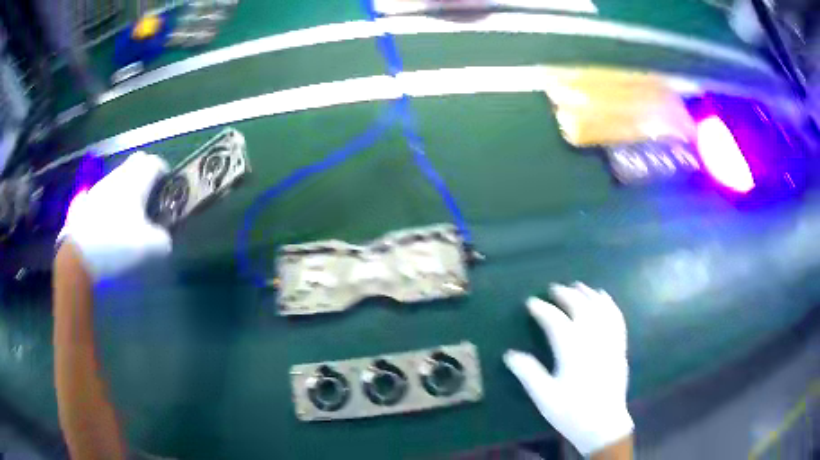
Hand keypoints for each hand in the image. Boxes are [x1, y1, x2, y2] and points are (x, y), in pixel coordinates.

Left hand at [58, 152, 170, 280]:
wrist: (79, 254)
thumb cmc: (117, 243)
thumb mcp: (149, 247)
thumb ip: (163, 239)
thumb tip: (164, 239)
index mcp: (135, 180)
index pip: (155, 162)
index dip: (164, 172)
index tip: (166, 188)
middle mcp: (118, 176)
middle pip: (135, 163)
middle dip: (144, 175)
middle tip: (149, 197)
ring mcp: (99, 186)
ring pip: (118, 178)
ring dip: (126, 188)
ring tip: (128, 212)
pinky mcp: (85, 201)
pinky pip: (101, 194)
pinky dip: (108, 200)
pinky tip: (107, 219)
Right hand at [504, 283, 632, 455]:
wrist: (603, 425)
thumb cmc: (571, 412)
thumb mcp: (544, 397)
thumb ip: (528, 373)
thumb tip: (510, 354)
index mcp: (572, 351)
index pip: (555, 321)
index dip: (542, 309)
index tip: (531, 302)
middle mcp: (593, 340)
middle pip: (580, 308)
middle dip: (566, 295)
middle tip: (553, 289)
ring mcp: (609, 341)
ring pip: (600, 308)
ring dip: (588, 294)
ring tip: (577, 286)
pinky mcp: (619, 347)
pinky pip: (616, 318)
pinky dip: (609, 304)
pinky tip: (604, 298)